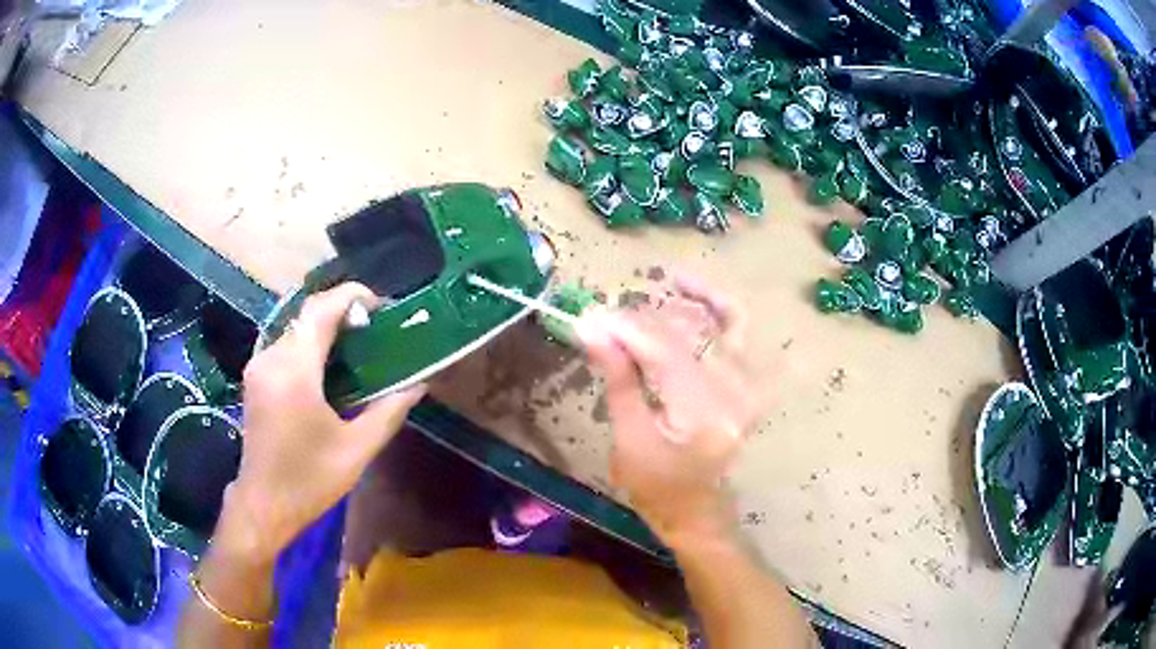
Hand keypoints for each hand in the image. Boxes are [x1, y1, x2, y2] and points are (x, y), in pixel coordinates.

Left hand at [218, 283, 425, 562]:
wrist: (263, 504)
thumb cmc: (310, 481)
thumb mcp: (356, 450)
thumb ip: (389, 412)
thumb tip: (419, 384)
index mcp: (295, 372)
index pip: (321, 310)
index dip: (352, 296)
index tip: (381, 308)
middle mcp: (271, 358)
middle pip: (308, 314)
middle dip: (343, 312)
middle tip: (375, 331)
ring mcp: (258, 366)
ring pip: (296, 328)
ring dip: (326, 328)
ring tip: (357, 348)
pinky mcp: (255, 377)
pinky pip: (286, 345)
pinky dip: (310, 344)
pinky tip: (329, 368)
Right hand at [577, 276, 757, 539]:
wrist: (696, 510)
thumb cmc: (657, 487)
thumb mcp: (629, 439)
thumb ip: (618, 378)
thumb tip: (591, 327)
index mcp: (703, 415)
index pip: (663, 350)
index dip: (625, 327)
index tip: (590, 316)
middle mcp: (735, 392)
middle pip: (687, 333)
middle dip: (640, 319)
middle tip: (605, 317)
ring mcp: (749, 384)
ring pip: (721, 320)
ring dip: (680, 304)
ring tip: (643, 301)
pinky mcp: (750, 380)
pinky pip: (738, 329)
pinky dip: (715, 305)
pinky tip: (686, 290)